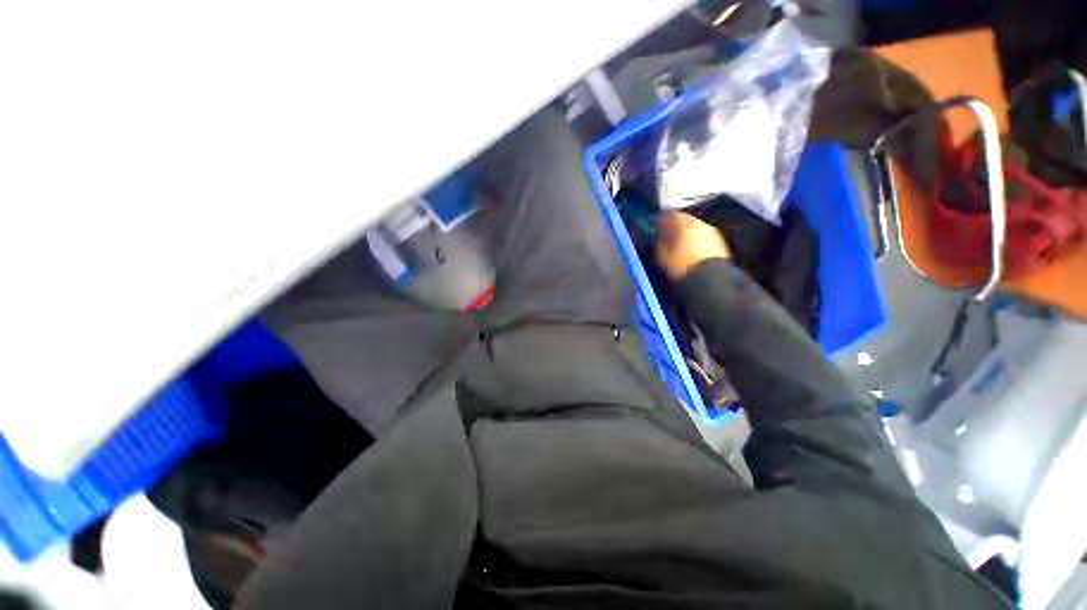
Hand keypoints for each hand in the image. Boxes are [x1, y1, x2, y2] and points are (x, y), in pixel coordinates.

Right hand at [654, 212, 729, 281]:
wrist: (710, 279)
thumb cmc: (683, 266)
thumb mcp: (663, 257)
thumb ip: (659, 244)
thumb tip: (658, 239)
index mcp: (684, 224)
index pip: (670, 215)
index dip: (661, 219)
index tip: (655, 225)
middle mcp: (699, 224)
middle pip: (684, 219)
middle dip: (675, 225)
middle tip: (666, 233)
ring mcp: (711, 232)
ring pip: (695, 227)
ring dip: (686, 232)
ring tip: (678, 242)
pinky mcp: (719, 242)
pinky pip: (703, 235)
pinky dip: (695, 238)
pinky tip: (691, 248)